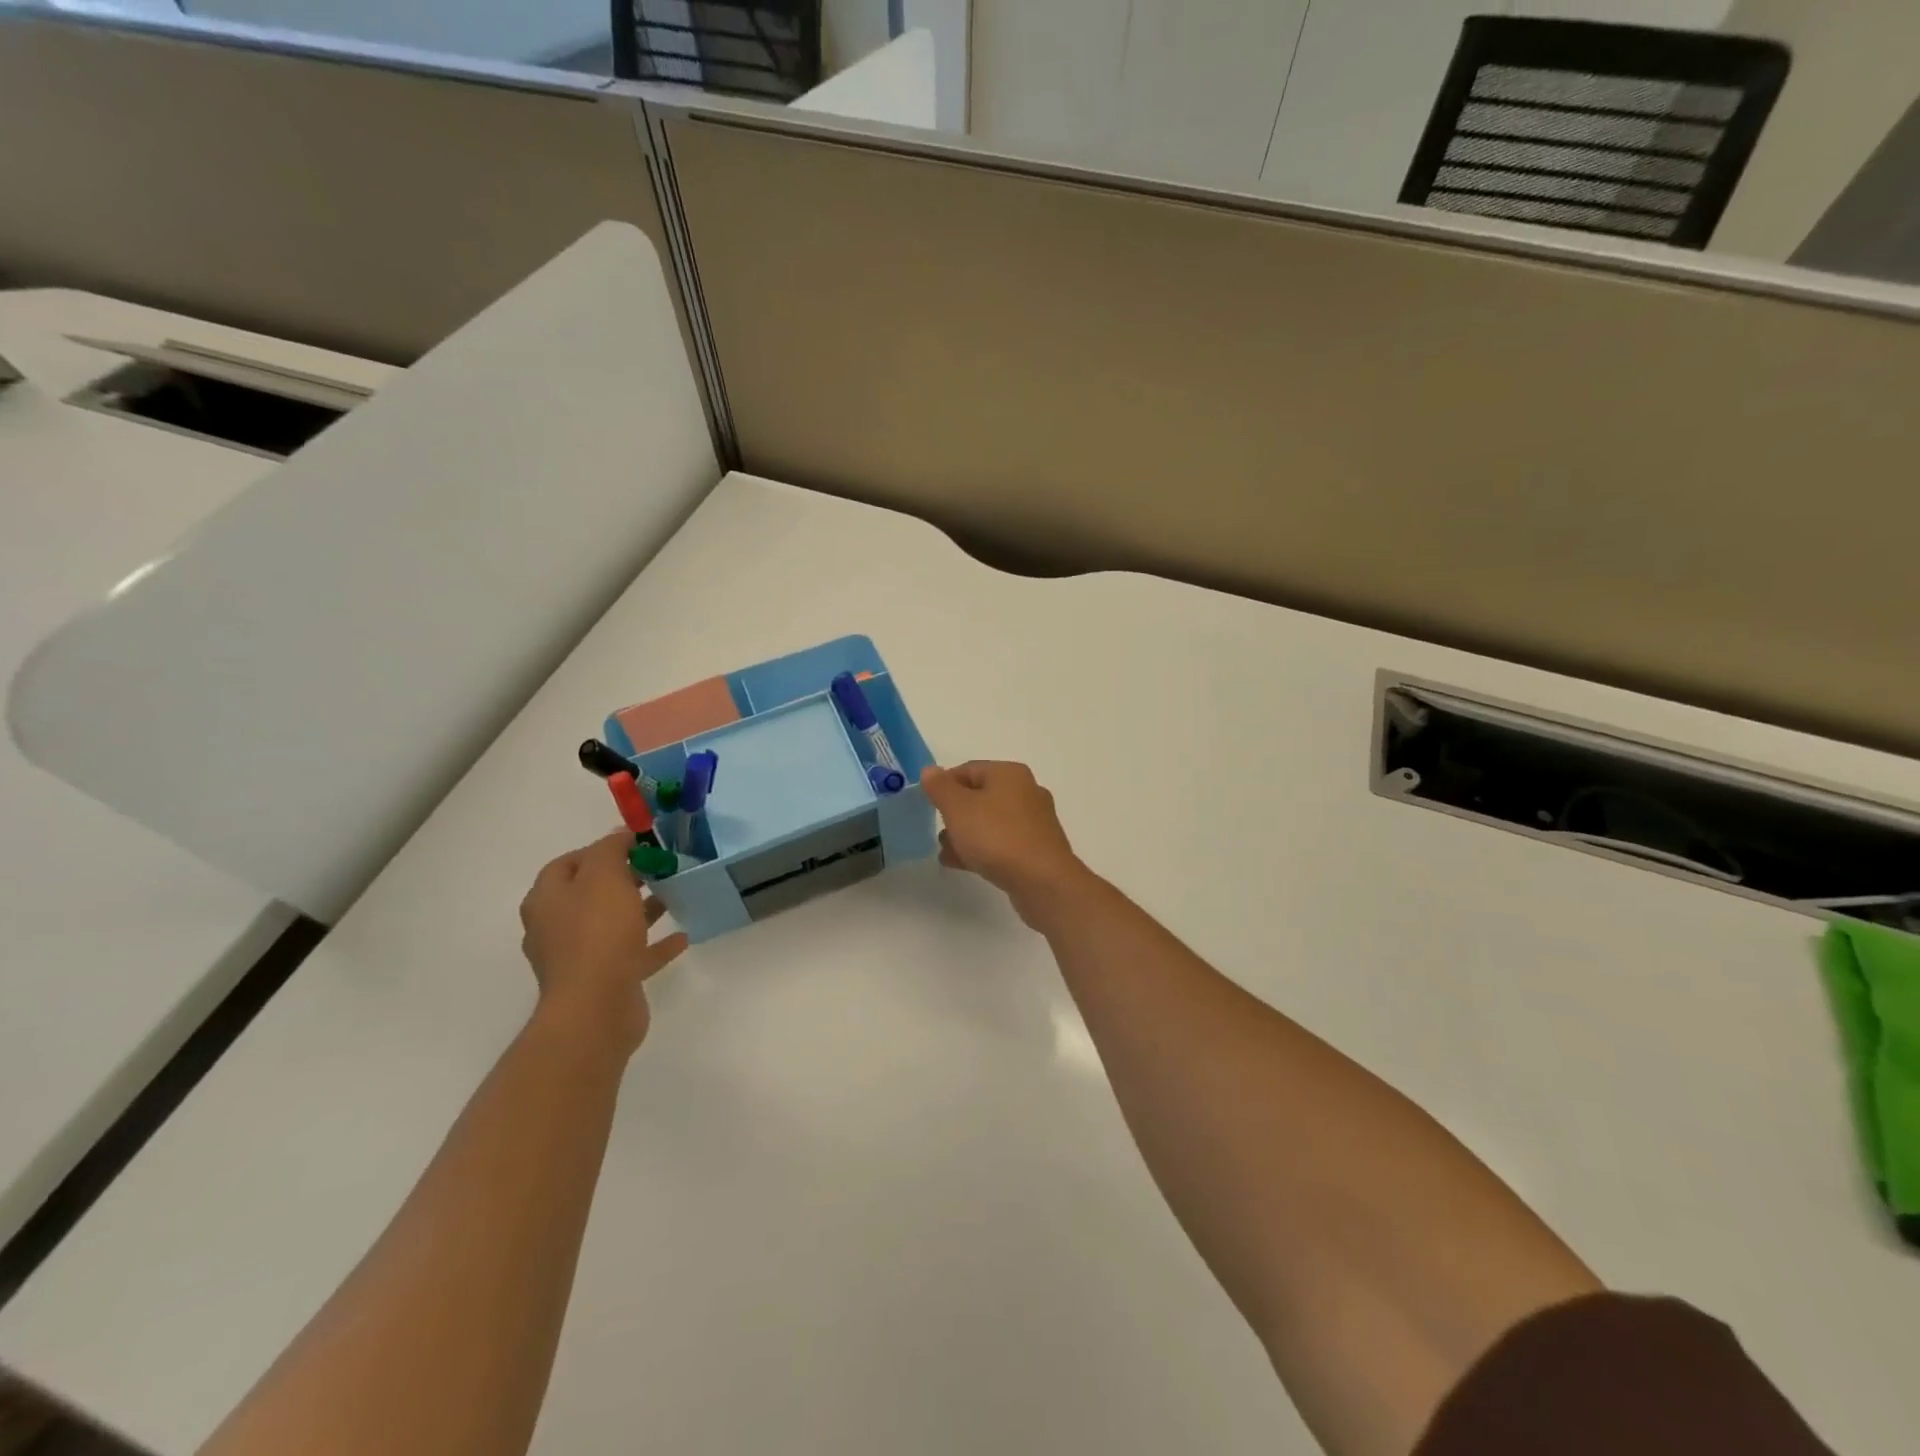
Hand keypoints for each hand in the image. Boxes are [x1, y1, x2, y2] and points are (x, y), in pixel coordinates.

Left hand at [519, 831, 688, 1057]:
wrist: (596, 1008)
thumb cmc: (597, 934)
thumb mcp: (604, 877)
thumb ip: (611, 850)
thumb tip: (618, 835)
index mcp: (547, 900)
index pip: (567, 863)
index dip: (599, 850)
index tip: (635, 844)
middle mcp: (556, 928)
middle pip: (591, 894)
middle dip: (624, 879)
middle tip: (658, 868)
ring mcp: (578, 958)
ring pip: (612, 924)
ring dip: (640, 910)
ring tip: (673, 897)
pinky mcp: (604, 981)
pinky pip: (631, 955)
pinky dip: (653, 945)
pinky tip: (681, 938)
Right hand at [920, 761, 1092, 927]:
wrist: (1042, 882)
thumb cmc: (997, 836)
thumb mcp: (958, 808)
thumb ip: (941, 788)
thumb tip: (930, 770)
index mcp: (1009, 774)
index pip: (968, 769)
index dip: (944, 785)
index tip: (927, 805)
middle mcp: (1026, 792)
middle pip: (980, 796)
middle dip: (955, 814)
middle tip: (939, 832)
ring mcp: (1034, 822)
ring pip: (991, 822)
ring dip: (966, 835)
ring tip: (947, 852)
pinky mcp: (1037, 849)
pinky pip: (1002, 843)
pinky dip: (983, 850)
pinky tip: (964, 865)